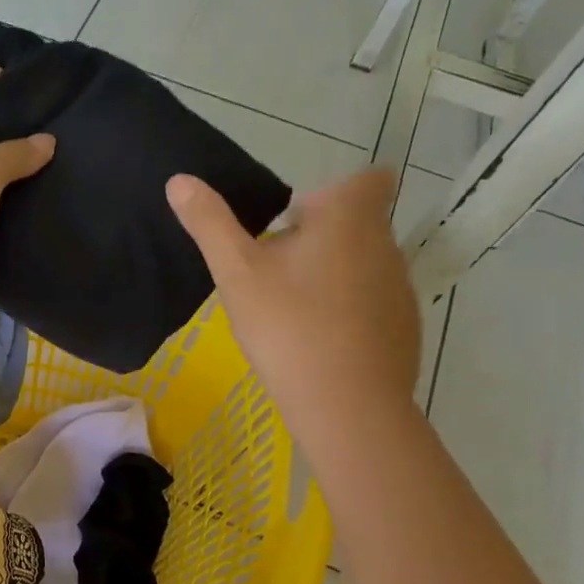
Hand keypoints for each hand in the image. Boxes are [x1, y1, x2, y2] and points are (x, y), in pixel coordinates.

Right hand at [167, 167, 420, 421]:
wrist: (346, 405)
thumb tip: (179, 180)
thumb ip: (209, 224)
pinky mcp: (404, 328)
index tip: (294, 221)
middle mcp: (385, 244)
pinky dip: (348, 312)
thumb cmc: (288, 326)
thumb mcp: (236, 273)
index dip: (333, 191)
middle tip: (273, 272)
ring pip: (364, 265)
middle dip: (319, 238)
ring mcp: (401, 289)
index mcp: (349, 219)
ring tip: (292, 311)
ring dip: (332, 276)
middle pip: (357, 224)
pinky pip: (373, 304)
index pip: (366, 179)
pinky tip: (317, 343)